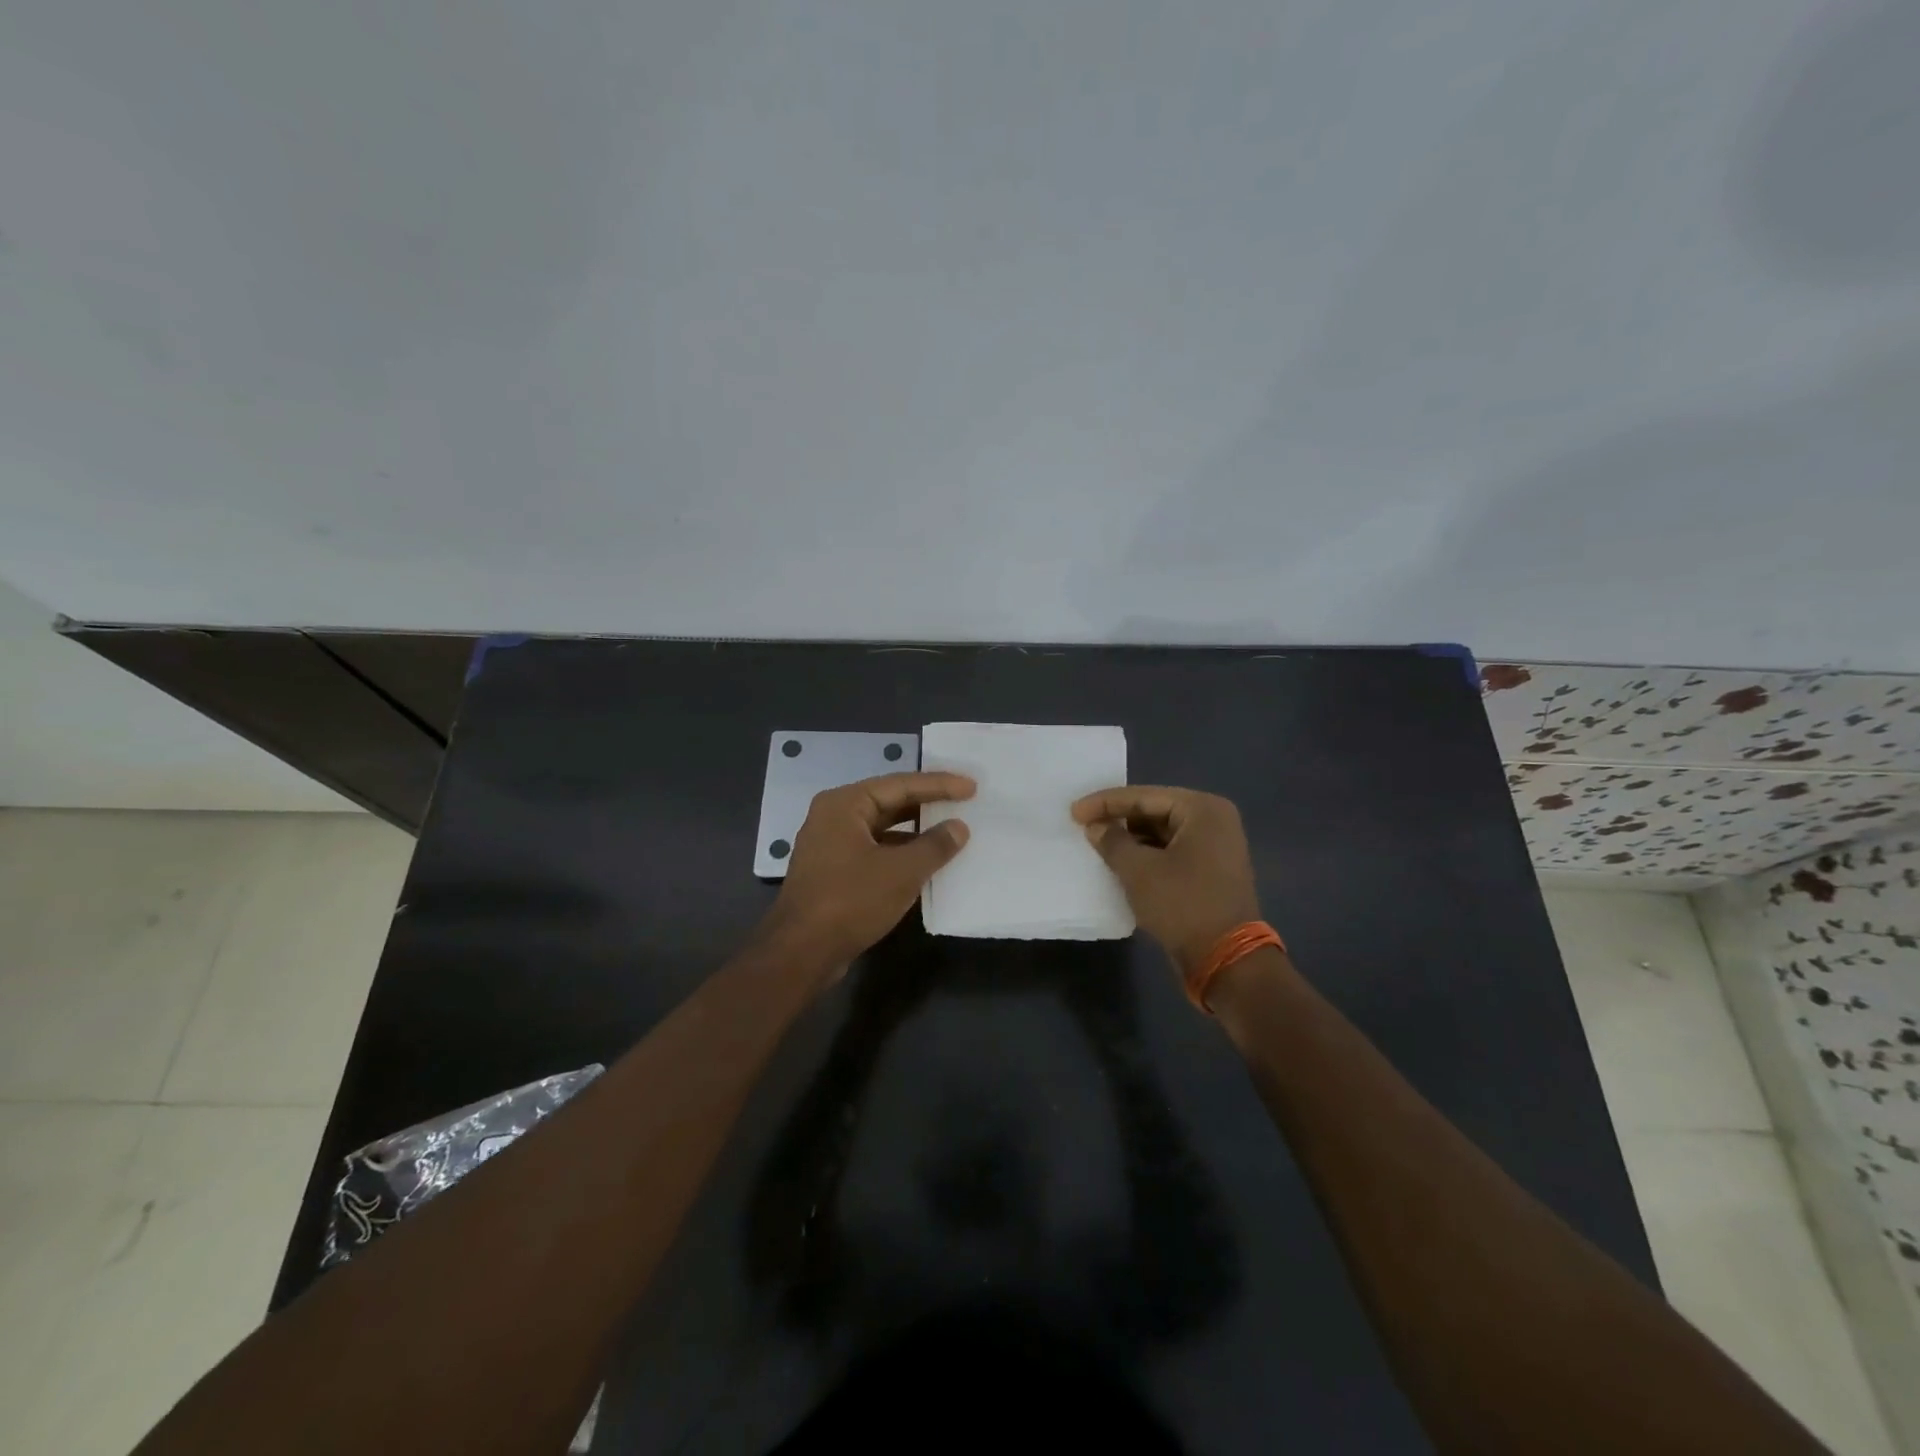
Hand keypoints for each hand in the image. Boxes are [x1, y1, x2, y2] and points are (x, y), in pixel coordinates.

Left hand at [764, 771, 975, 971]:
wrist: (801, 953)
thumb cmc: (851, 901)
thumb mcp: (901, 872)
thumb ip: (935, 846)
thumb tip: (959, 827)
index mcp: (845, 804)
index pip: (900, 784)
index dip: (939, 785)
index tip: (972, 787)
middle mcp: (834, 816)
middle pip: (889, 802)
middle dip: (928, 804)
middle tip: (965, 802)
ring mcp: (831, 845)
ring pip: (882, 828)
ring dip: (916, 831)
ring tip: (952, 830)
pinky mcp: (834, 871)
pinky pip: (875, 850)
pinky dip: (901, 853)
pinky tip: (927, 862)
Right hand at [1072, 786, 1262, 974]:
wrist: (1227, 960)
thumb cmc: (1183, 904)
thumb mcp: (1139, 870)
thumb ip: (1112, 841)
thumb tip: (1095, 827)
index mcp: (1203, 809)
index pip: (1144, 797)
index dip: (1105, 803)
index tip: (1074, 811)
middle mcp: (1215, 821)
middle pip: (1155, 811)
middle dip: (1119, 820)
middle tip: (1084, 825)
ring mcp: (1216, 848)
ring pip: (1162, 833)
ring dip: (1131, 839)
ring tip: (1098, 845)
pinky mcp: (1211, 872)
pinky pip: (1172, 852)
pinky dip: (1147, 856)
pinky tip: (1121, 863)